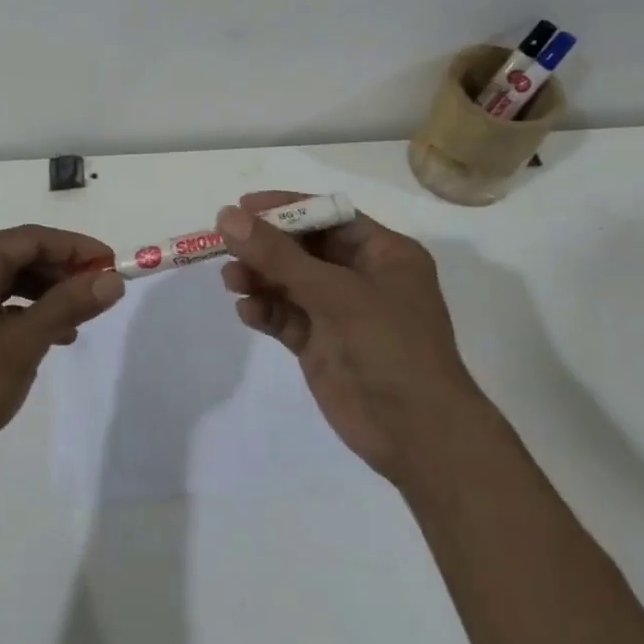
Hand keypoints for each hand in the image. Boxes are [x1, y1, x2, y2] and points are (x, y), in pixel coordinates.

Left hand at [0, 226, 123, 480]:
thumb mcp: (23, 343)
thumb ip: (68, 306)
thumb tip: (111, 280)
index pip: (34, 238)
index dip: (78, 250)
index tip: (115, 265)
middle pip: (19, 256)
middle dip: (62, 275)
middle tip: (100, 296)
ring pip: (6, 281)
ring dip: (44, 297)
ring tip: (77, 323)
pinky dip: (20, 313)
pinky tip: (45, 337)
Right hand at [217, 191, 474, 482]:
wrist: (419, 436)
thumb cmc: (390, 346)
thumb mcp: (334, 292)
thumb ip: (278, 255)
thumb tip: (227, 217)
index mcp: (384, 253)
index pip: (328, 217)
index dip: (286, 208)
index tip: (242, 207)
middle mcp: (362, 277)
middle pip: (303, 248)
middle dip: (265, 245)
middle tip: (224, 243)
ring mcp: (341, 313)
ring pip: (290, 283)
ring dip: (259, 278)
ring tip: (230, 280)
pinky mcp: (321, 345)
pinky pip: (286, 317)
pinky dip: (265, 311)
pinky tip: (247, 312)